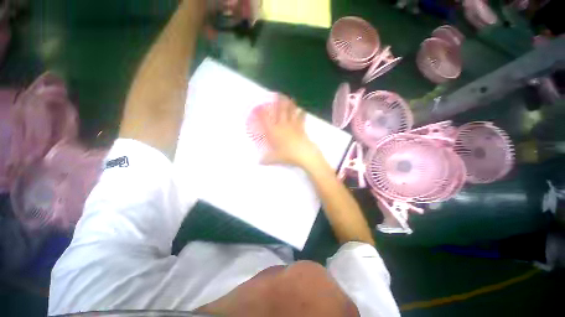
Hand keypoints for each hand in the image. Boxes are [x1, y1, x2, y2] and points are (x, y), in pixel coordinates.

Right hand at [257, 95, 323, 168]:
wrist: (303, 154)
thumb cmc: (288, 155)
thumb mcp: (276, 158)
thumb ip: (267, 159)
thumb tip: (259, 162)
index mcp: (274, 132)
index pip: (266, 120)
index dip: (262, 113)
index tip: (259, 106)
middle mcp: (283, 126)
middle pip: (280, 112)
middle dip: (278, 102)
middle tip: (278, 94)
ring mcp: (293, 126)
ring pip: (291, 112)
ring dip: (290, 104)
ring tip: (290, 97)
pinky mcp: (301, 128)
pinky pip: (301, 118)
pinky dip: (302, 113)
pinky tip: (303, 109)